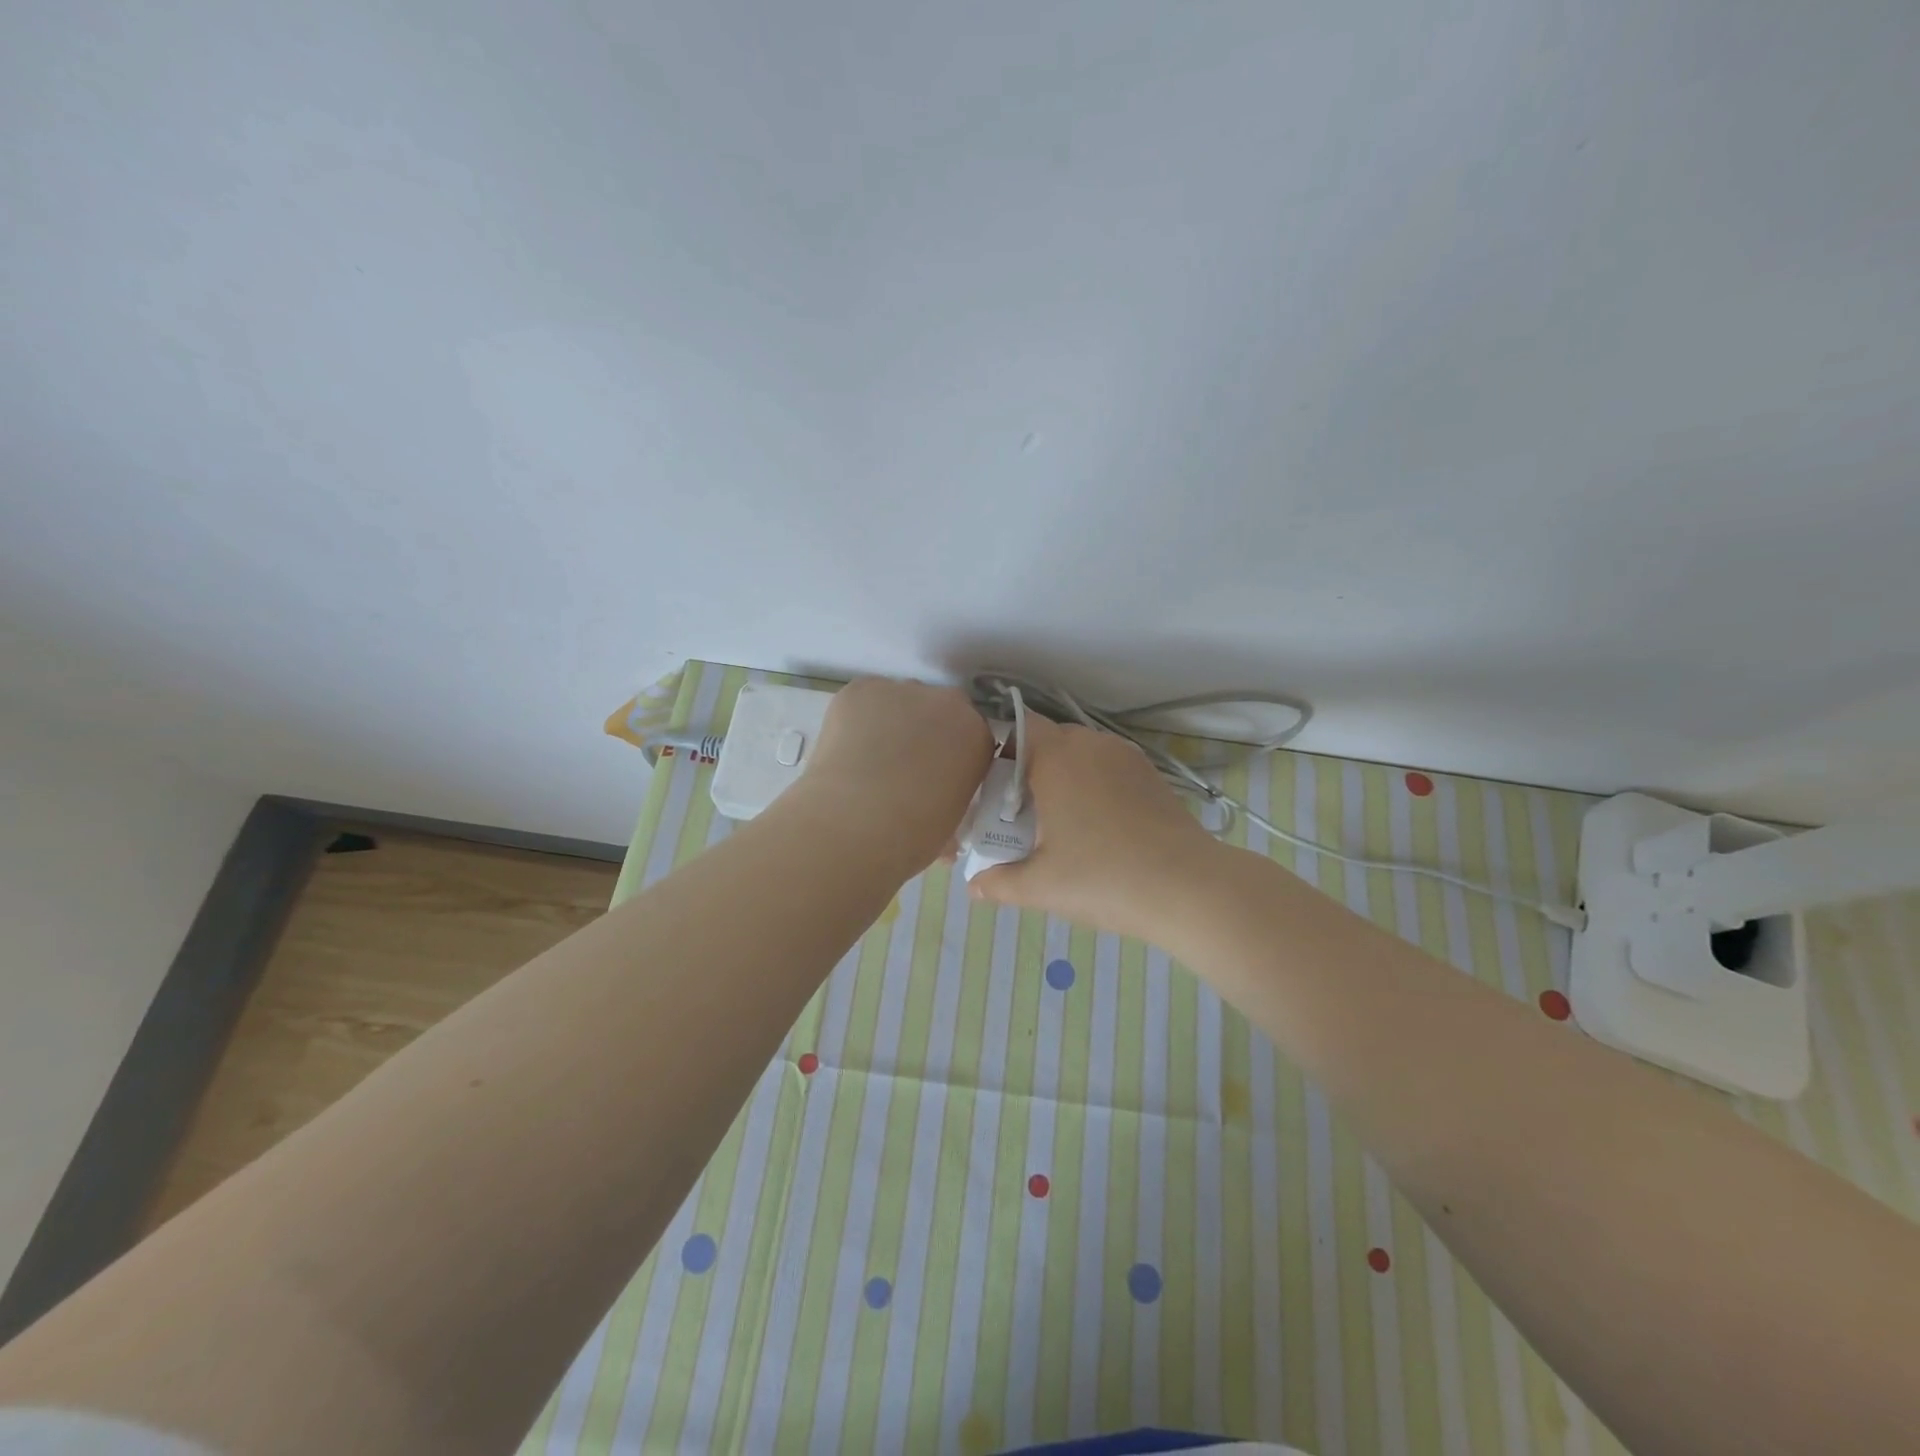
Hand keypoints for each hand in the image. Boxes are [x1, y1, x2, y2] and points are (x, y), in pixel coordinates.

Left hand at [794, 677, 994, 870]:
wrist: (855, 822)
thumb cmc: (912, 835)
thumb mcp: (950, 824)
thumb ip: (952, 800)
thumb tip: (935, 806)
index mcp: (977, 737)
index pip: (971, 736)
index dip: (951, 755)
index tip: (935, 775)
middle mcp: (947, 703)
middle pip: (939, 710)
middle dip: (925, 731)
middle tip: (902, 767)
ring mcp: (903, 690)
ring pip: (900, 702)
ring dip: (891, 722)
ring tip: (868, 759)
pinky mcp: (861, 689)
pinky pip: (865, 699)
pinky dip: (858, 718)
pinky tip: (847, 748)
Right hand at [968, 714, 1226, 942]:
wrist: (1188, 887)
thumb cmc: (1104, 878)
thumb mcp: (1041, 886)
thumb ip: (998, 883)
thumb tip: (973, 887)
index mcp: (1056, 757)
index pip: (1016, 726)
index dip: (997, 750)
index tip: (990, 789)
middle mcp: (1090, 744)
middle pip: (1046, 740)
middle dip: (1027, 769)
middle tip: (1017, 813)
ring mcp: (1124, 756)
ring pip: (1079, 752)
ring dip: (1062, 776)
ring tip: (1057, 821)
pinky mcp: (1149, 773)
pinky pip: (1106, 765)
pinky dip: (1092, 784)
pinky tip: (1095, 825)